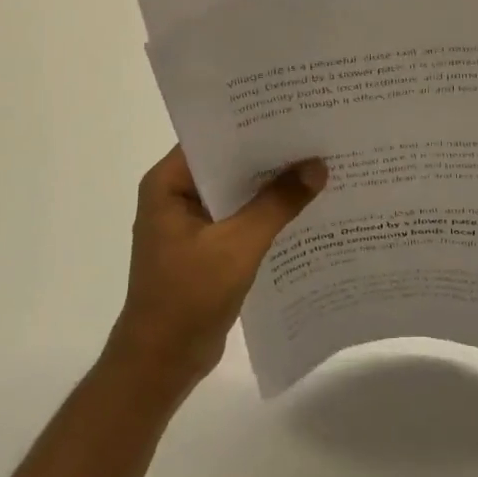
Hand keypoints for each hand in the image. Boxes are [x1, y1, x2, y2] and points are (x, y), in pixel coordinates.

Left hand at [106, 146, 328, 395]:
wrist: (160, 366)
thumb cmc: (187, 298)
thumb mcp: (237, 246)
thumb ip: (277, 204)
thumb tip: (317, 167)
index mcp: (168, 183)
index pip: (213, 137)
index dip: (251, 124)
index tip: (292, 111)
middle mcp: (176, 194)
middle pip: (228, 162)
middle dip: (268, 154)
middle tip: (314, 134)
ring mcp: (190, 222)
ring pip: (236, 191)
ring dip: (269, 185)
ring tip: (316, 164)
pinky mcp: (205, 246)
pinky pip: (239, 217)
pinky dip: (265, 213)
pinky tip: (302, 207)